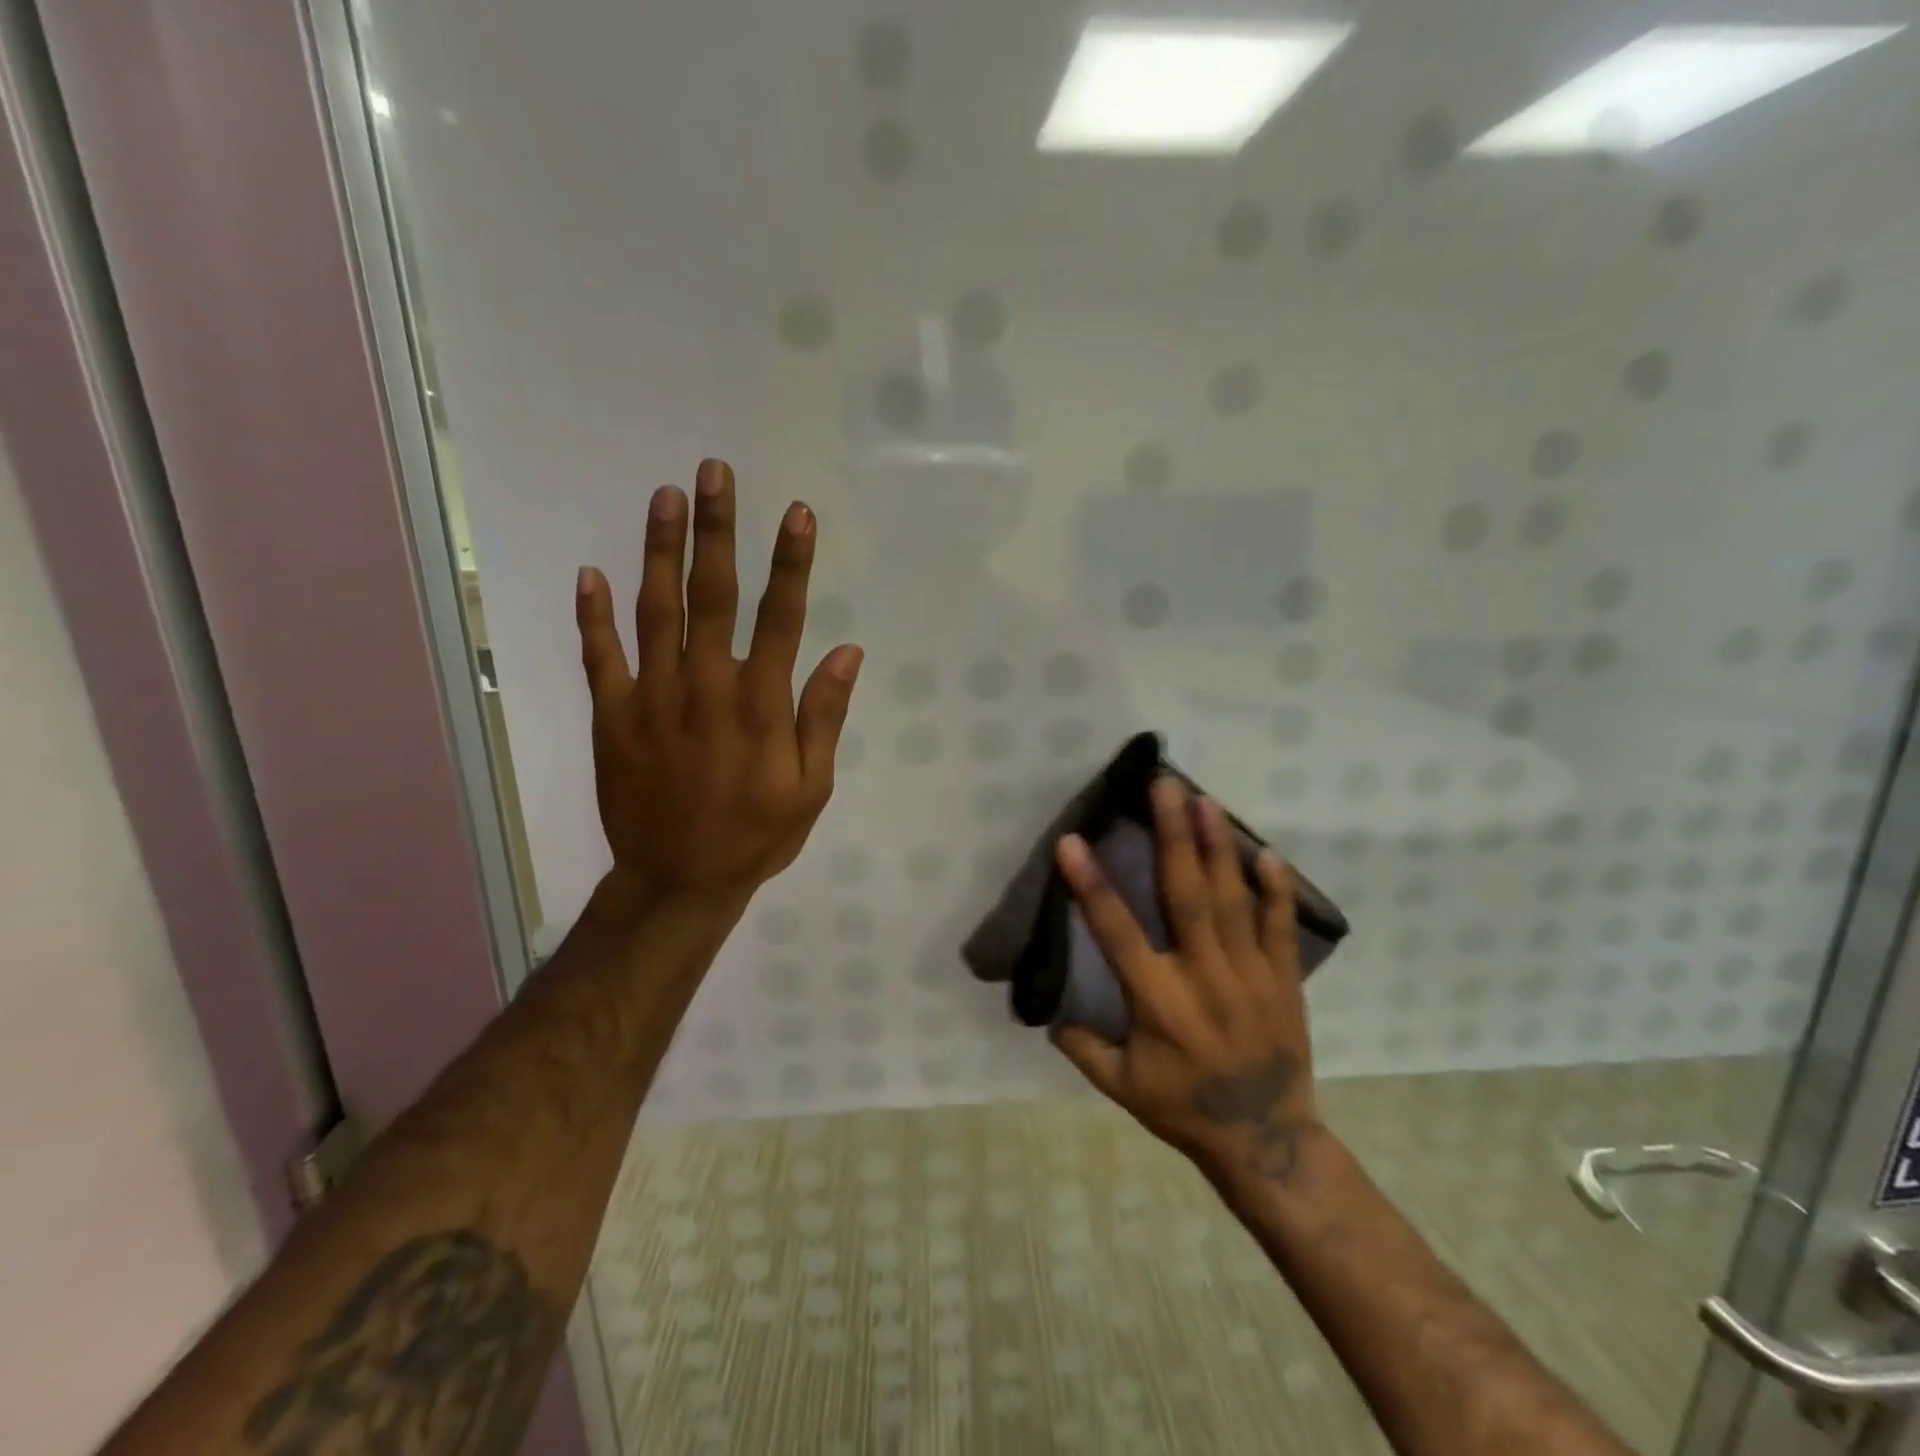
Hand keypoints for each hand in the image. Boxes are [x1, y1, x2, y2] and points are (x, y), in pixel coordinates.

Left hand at [573, 458, 861, 916]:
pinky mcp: (613, 717)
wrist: (678, 880)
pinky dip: (592, 616)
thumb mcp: (811, 788)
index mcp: (759, 706)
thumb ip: (823, 717)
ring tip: (665, 496)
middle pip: (712, 597)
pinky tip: (590, 572)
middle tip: (714, 473)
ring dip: (660, 551)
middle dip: (717, 531)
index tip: (796, 513)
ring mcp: (653, 700)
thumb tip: (847, 652)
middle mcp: (706, 688)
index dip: (790, 564)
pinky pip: (600, 658)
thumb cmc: (756, 834)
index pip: (780, 619)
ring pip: (655, 612)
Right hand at [1052, 776, 1324, 1189]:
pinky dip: (1276, 891)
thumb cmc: (1185, 1108)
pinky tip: (1268, 853)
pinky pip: (1280, 928)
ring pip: (1231, 901)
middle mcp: (1204, 977)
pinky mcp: (1283, 981)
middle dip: (1172, 837)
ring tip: (1206, 801)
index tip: (1073, 841)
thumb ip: (1082, 1045)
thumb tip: (1048, 1008)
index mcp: (1158, 1001)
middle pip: (1185, 897)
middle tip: (1164, 786)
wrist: (1268, 1140)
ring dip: (1217, 847)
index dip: (1092, 887)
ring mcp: (1250, 975)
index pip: (1118, 933)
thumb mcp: (1120, 1086)